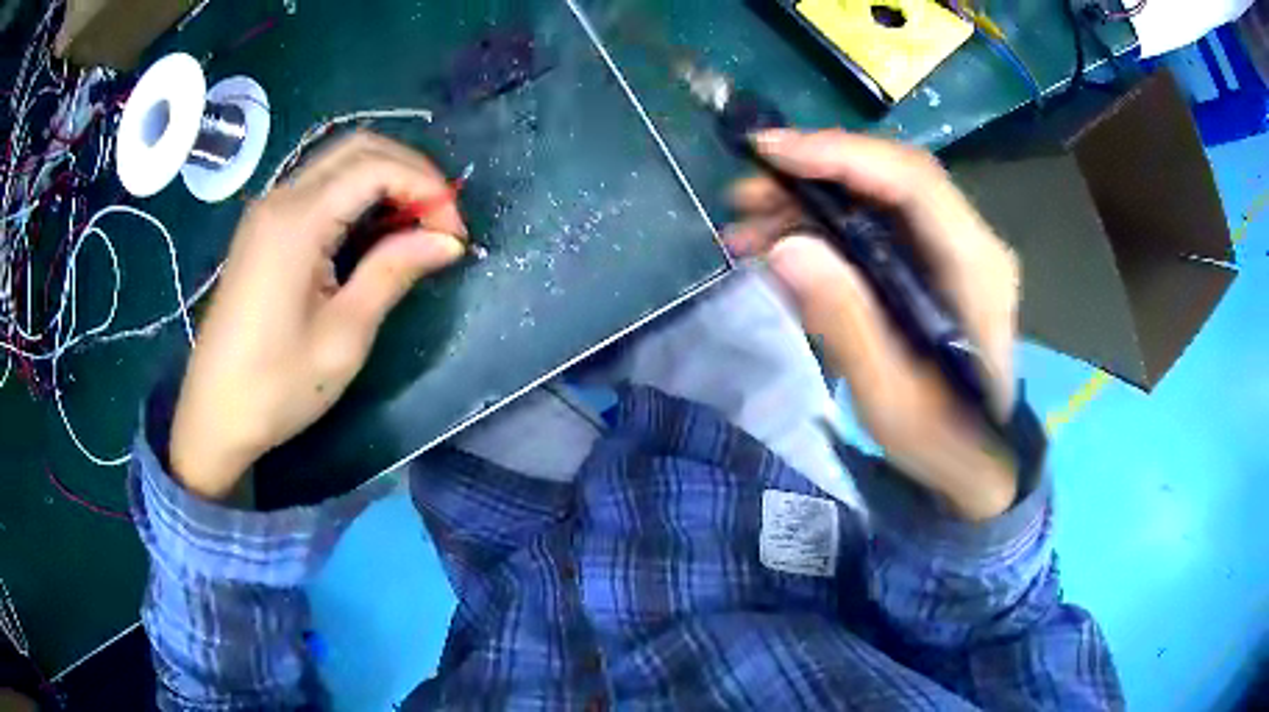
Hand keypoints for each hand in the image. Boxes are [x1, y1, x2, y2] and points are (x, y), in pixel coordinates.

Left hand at [170, 132, 467, 500]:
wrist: (214, 415)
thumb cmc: (276, 386)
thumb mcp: (344, 336)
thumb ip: (393, 272)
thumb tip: (448, 241)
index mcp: (297, 221)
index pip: (377, 167)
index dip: (427, 188)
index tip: (453, 234)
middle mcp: (281, 198)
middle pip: (359, 148)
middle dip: (411, 172)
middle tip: (439, 221)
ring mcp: (268, 210)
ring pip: (340, 161)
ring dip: (386, 179)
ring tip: (415, 225)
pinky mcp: (264, 227)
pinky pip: (320, 186)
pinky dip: (358, 193)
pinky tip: (373, 229)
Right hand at [727, 130, 1020, 520]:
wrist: (977, 462)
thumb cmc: (944, 441)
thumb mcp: (892, 402)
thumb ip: (847, 324)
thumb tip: (785, 248)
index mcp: (977, 271)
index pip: (913, 182)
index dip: (841, 154)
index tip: (771, 153)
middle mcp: (971, 244)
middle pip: (891, 178)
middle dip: (813, 175)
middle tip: (744, 196)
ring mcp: (952, 251)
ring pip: (877, 197)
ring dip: (810, 202)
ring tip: (747, 228)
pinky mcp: (932, 264)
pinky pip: (875, 225)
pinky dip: (824, 228)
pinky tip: (779, 248)